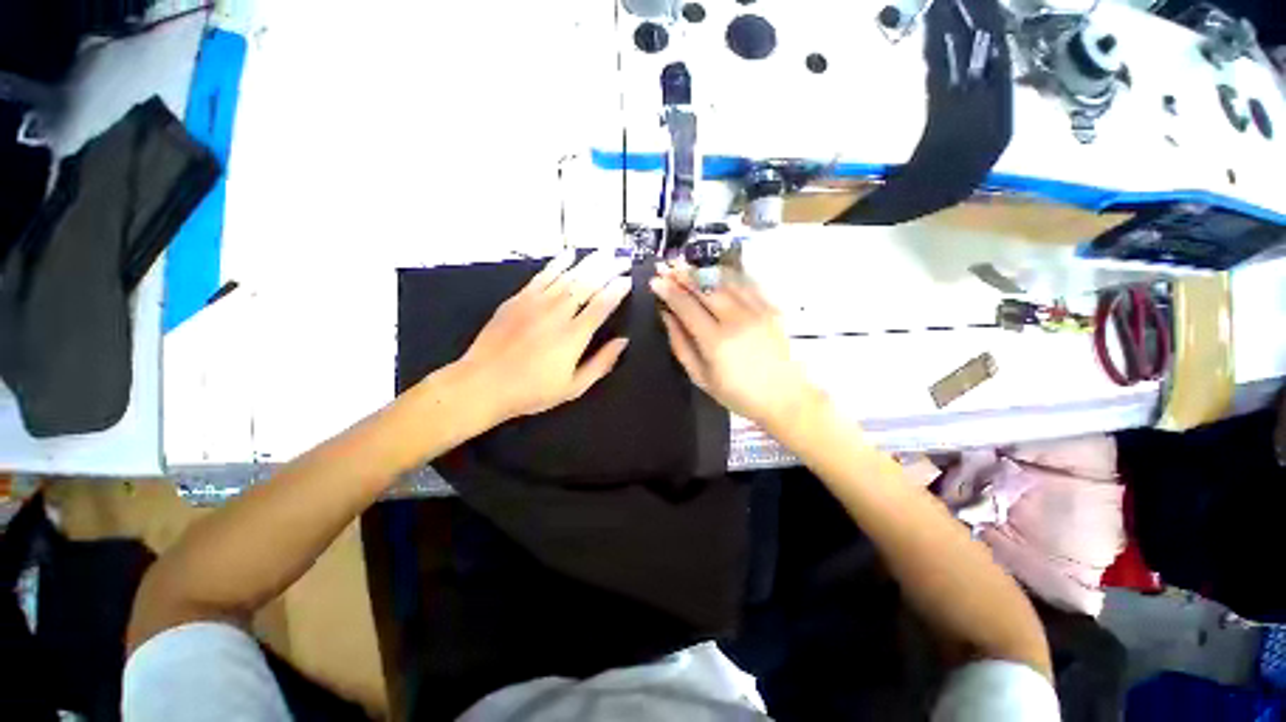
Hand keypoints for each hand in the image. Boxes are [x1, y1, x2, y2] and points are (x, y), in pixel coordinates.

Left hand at [458, 250, 631, 422]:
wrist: (482, 384)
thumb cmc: (531, 391)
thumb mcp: (573, 387)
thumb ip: (601, 363)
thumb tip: (622, 343)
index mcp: (573, 336)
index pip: (602, 305)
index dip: (617, 290)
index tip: (628, 280)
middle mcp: (557, 313)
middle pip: (587, 284)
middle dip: (608, 269)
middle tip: (622, 259)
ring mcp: (535, 303)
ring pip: (567, 275)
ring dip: (588, 262)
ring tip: (604, 252)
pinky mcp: (518, 299)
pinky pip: (542, 275)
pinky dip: (557, 263)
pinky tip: (569, 255)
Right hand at [650, 263, 821, 429]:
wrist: (784, 397)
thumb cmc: (738, 394)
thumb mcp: (701, 377)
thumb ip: (680, 345)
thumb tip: (666, 316)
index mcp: (715, 341)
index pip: (686, 306)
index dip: (668, 291)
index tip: (654, 281)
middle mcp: (736, 319)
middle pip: (705, 288)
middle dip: (682, 275)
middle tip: (667, 267)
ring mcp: (756, 311)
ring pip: (725, 281)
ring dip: (702, 271)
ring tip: (686, 267)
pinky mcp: (771, 308)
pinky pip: (746, 283)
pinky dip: (727, 275)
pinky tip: (715, 272)